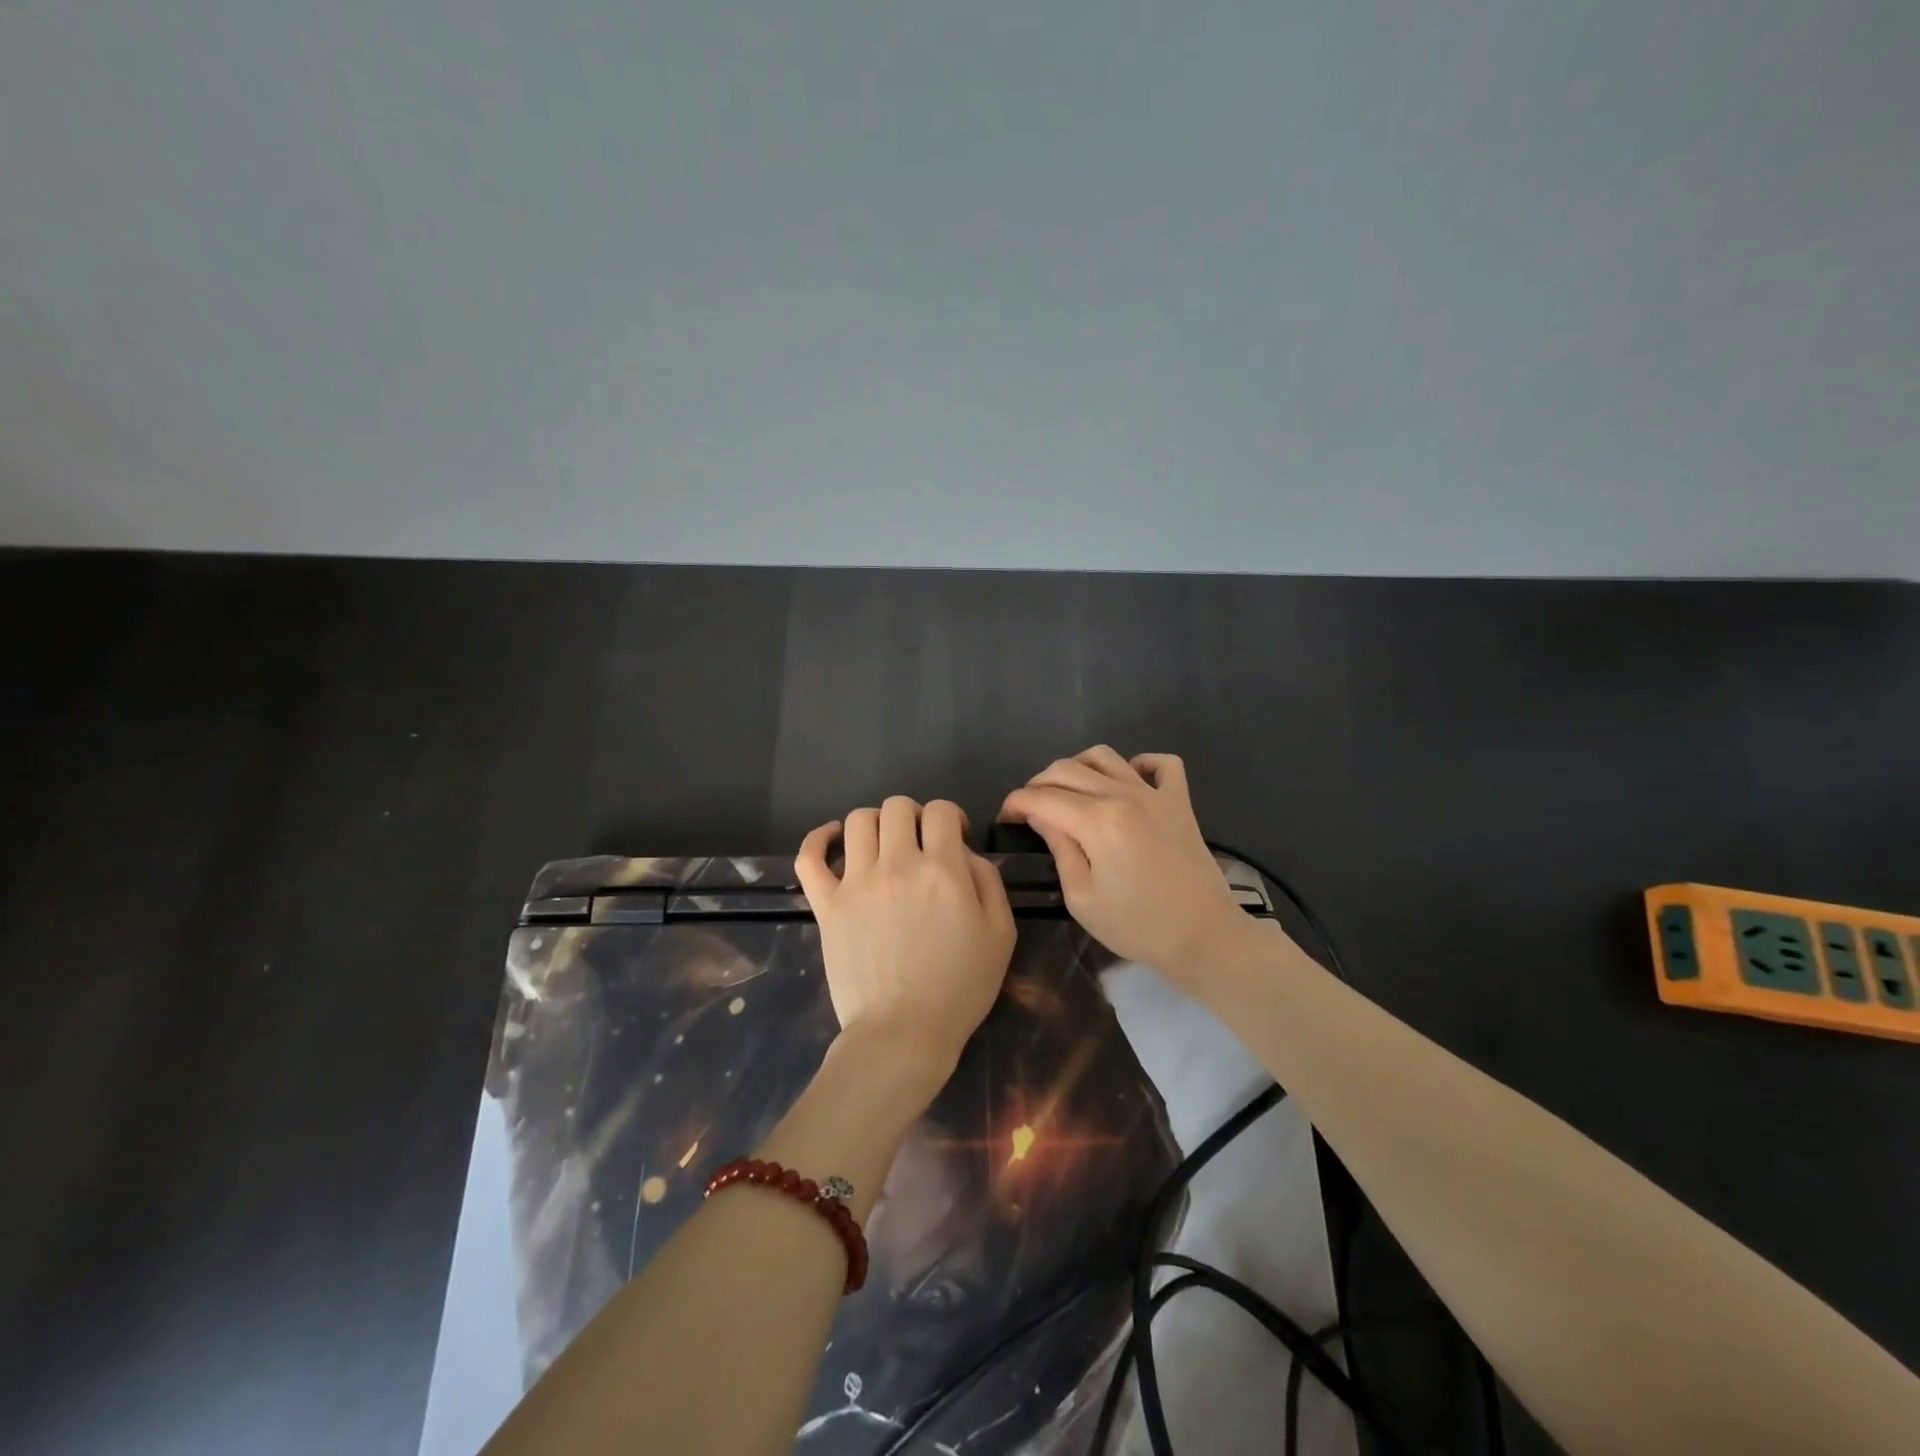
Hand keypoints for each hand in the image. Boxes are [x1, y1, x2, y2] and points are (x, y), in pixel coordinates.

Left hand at [796, 797, 1016, 1096]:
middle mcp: (896, 865)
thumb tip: (965, 852)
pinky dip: (819, 839)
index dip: (951, 818)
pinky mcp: (827, 905)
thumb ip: (988, 881)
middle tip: (920, 843)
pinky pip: (810, 857)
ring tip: (883, 846)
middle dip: (914, 816)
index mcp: (942, 870)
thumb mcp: (1000, 934)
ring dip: (875, 824)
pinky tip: (834, 840)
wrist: (903, 1034)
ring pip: (857, 821)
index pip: (941, 811)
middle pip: (897, 807)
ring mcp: (855, 883)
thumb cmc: (959, 988)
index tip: (955, 840)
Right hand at [999, 747, 1247, 983]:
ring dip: (1078, 767)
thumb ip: (1060, 848)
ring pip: (1106, 756)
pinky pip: (1162, 764)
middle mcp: (1123, 795)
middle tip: (1030, 810)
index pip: (1041, 797)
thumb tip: (1041, 817)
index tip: (1005, 819)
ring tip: (1069, 793)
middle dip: (1038, 784)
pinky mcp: (1180, 802)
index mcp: (1096, 821)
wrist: (1204, 937)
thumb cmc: (1137, 926)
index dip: (1016, 804)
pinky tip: (1128, 781)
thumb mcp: (1082, 897)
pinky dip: (1141, 763)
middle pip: (1067, 769)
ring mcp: (1155, 794)